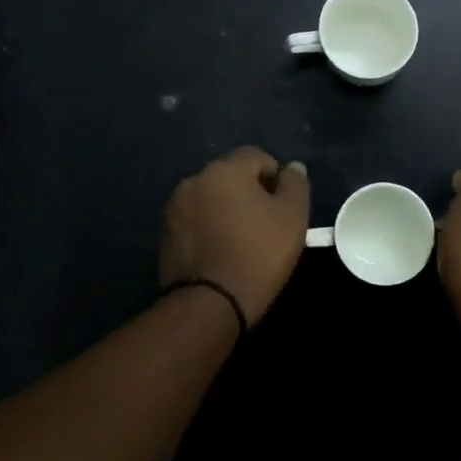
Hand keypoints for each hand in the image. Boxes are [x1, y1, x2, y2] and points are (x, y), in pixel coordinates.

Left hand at [159, 147, 311, 325]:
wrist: (209, 304)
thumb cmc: (258, 255)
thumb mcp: (292, 218)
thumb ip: (295, 185)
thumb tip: (293, 167)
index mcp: (225, 170)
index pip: (256, 156)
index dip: (274, 176)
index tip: (282, 205)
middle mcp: (195, 180)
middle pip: (230, 175)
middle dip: (248, 191)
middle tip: (265, 223)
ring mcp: (174, 207)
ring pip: (210, 197)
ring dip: (226, 209)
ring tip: (240, 240)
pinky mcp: (165, 233)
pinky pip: (194, 220)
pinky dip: (208, 227)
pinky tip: (220, 252)